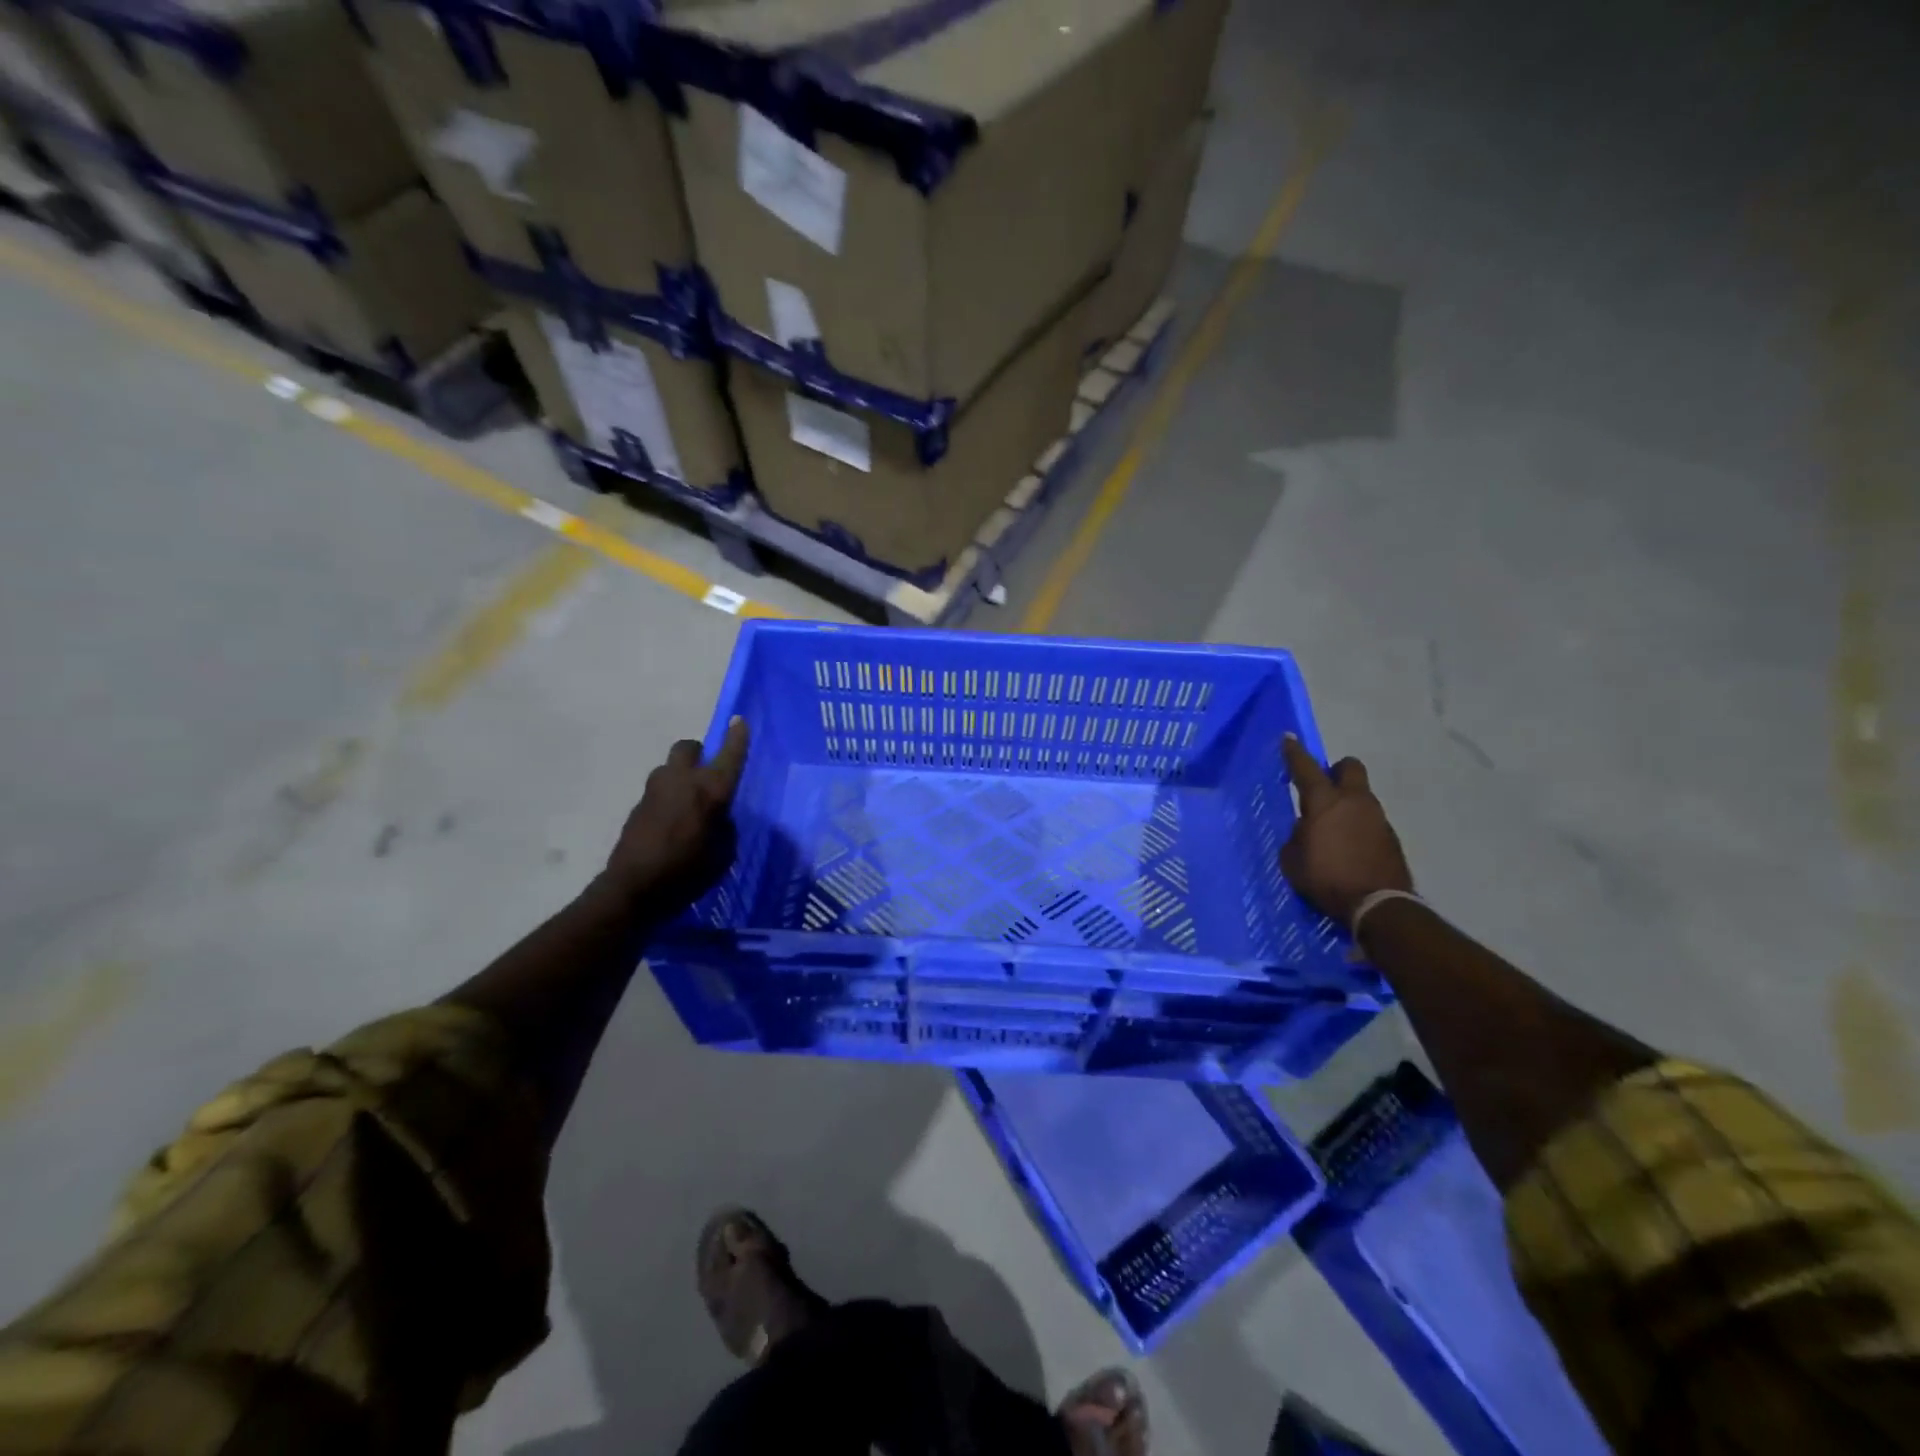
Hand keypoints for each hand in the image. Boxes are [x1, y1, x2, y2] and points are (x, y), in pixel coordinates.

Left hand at [601, 718, 749, 917]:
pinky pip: (659, 790)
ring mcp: (655, 790)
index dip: (737, 736)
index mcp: (711, 789)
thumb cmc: (688, 873)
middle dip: (699, 753)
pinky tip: (671, 823)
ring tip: (687, 802)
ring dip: (681, 775)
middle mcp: (682, 780)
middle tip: (706, 771)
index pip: (729, 754)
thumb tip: (718, 816)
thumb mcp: (723, 853)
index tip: (738, 720)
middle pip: (689, 747)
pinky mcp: (638, 805)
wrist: (633, 890)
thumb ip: (725, 826)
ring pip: (670, 767)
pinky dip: (668, 797)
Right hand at [1280, 734, 1412, 926]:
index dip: (1294, 753)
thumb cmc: (1326, 879)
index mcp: (1324, 802)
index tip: (1288, 739)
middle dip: (1336, 770)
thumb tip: (1306, 830)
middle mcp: (1354, 801)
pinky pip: (1370, 820)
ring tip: (1334, 826)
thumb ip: (1296, 836)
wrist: (1378, 905)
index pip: (1306, 768)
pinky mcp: (1391, 837)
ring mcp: (1377, 817)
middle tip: (1323, 786)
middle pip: (1350, 767)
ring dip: (1348, 801)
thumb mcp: (1293, 860)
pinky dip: (1359, 825)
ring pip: (1362, 795)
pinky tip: (1350, 846)